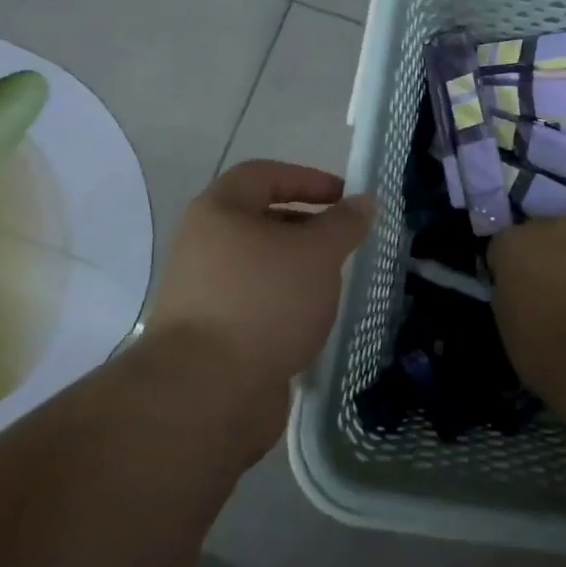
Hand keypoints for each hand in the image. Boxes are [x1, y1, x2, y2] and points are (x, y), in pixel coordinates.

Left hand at [139, 161, 371, 439]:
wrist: (207, 391)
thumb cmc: (265, 301)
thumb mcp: (317, 253)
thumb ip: (344, 223)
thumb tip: (363, 201)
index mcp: (219, 211)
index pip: (265, 175)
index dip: (309, 179)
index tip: (346, 198)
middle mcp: (203, 245)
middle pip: (262, 220)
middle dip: (308, 228)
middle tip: (346, 244)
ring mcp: (202, 291)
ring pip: (261, 265)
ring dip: (298, 269)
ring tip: (334, 284)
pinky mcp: (209, 332)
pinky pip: (255, 302)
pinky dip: (284, 303)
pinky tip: (311, 321)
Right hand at [489, 209, 565, 402]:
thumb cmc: (547, 350)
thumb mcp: (509, 326)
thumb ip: (513, 294)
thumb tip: (523, 290)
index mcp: (512, 244)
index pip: (502, 247)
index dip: (509, 269)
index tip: (517, 291)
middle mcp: (550, 225)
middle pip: (544, 229)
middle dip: (547, 251)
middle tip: (554, 284)